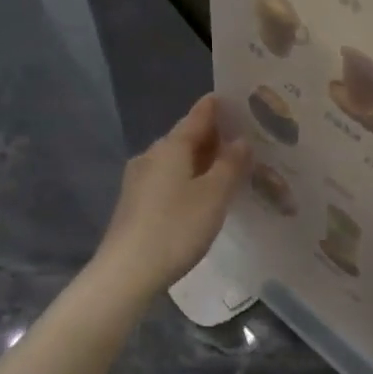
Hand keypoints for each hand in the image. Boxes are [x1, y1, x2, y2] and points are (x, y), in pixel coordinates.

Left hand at [92, 94, 251, 297]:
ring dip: (203, 161)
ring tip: (230, 169)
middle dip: (214, 138)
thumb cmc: (175, 228)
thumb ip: (230, 165)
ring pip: (177, 161)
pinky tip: (203, 195)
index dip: (219, 107)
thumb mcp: (214, 195)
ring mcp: (139, 180)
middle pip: (187, 138)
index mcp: (171, 146)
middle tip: (246, 141)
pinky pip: (169, 180)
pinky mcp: (135, 203)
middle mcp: (151, 155)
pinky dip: (189, 180)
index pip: (198, 115)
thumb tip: (240, 141)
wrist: (126, 272)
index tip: (239, 101)